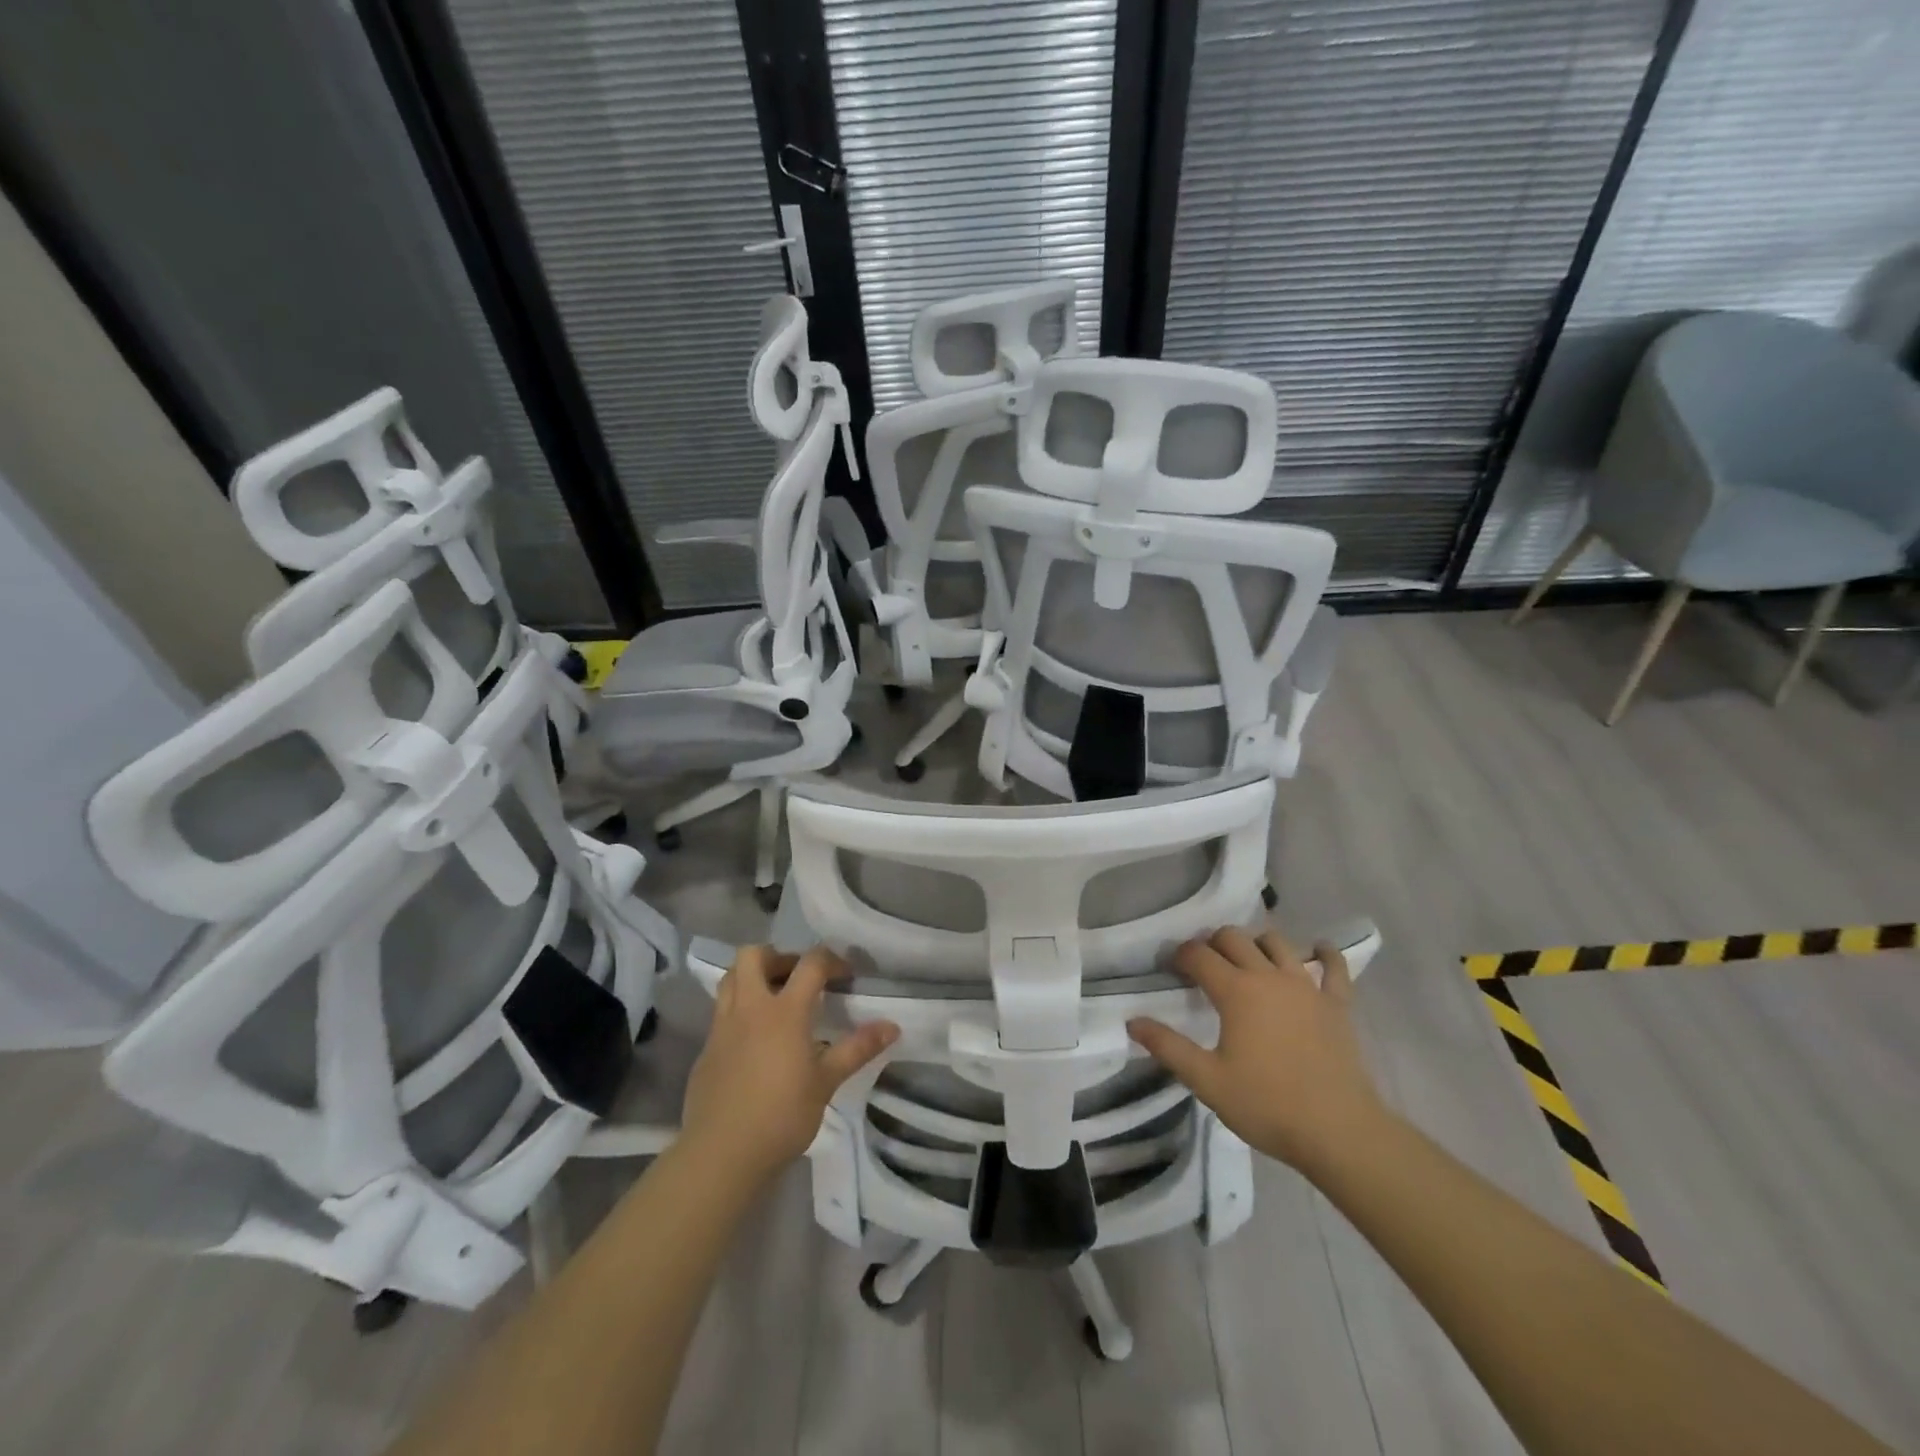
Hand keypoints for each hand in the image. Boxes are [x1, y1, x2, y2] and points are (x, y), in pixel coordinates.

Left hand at [681, 945, 897, 1184]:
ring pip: (730, 979)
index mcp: (784, 1011)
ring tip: (774, 1000)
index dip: (831, 961)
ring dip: (752, 977)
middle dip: (777, 956)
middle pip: (753, 955)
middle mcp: (750, 1008)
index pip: (810, 964)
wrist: (721, 1154)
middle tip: (797, 977)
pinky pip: (721, 1012)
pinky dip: (739, 1011)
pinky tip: (754, 1041)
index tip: (845, 976)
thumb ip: (857, 1049)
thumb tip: (892, 1026)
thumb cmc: (782, 1115)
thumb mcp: (826, 1082)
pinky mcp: (707, 1049)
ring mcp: (722, 1027)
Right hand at [1128, 926, 1384, 1171]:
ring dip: (1257, 942)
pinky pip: (1335, 967)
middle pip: (1234, 938)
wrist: (1339, 1132)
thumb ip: (1168, 1047)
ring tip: (1248, 959)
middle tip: (1204, 966)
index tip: (1171, 968)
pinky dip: (1325, 954)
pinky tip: (1319, 949)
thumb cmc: (1267, 1105)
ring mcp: (1307, 986)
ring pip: (1277, 942)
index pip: (1199, 955)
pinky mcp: (1337, 1004)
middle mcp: (1269, 976)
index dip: (1180, 955)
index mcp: (1236, 991)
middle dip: (1213, 943)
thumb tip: (1133, 1021)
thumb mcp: (1207, 1081)